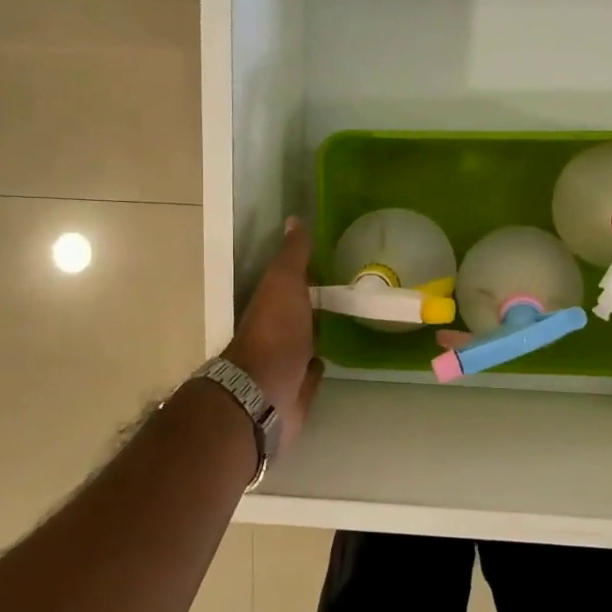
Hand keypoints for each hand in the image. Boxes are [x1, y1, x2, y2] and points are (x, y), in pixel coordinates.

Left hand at [223, 218, 323, 449]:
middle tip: (346, 291)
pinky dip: (318, 365)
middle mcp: (276, 332)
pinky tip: (330, 358)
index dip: (308, 272)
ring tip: (345, 321)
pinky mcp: (298, 390)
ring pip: (305, 342)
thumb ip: (292, 255)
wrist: (265, 392)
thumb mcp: (284, 283)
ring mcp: (285, 363)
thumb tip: (295, 218)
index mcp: (271, 304)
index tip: (332, 261)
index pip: (291, 282)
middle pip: (298, 313)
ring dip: (318, 333)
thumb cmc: (275, 332)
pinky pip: (311, 374)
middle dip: (315, 303)